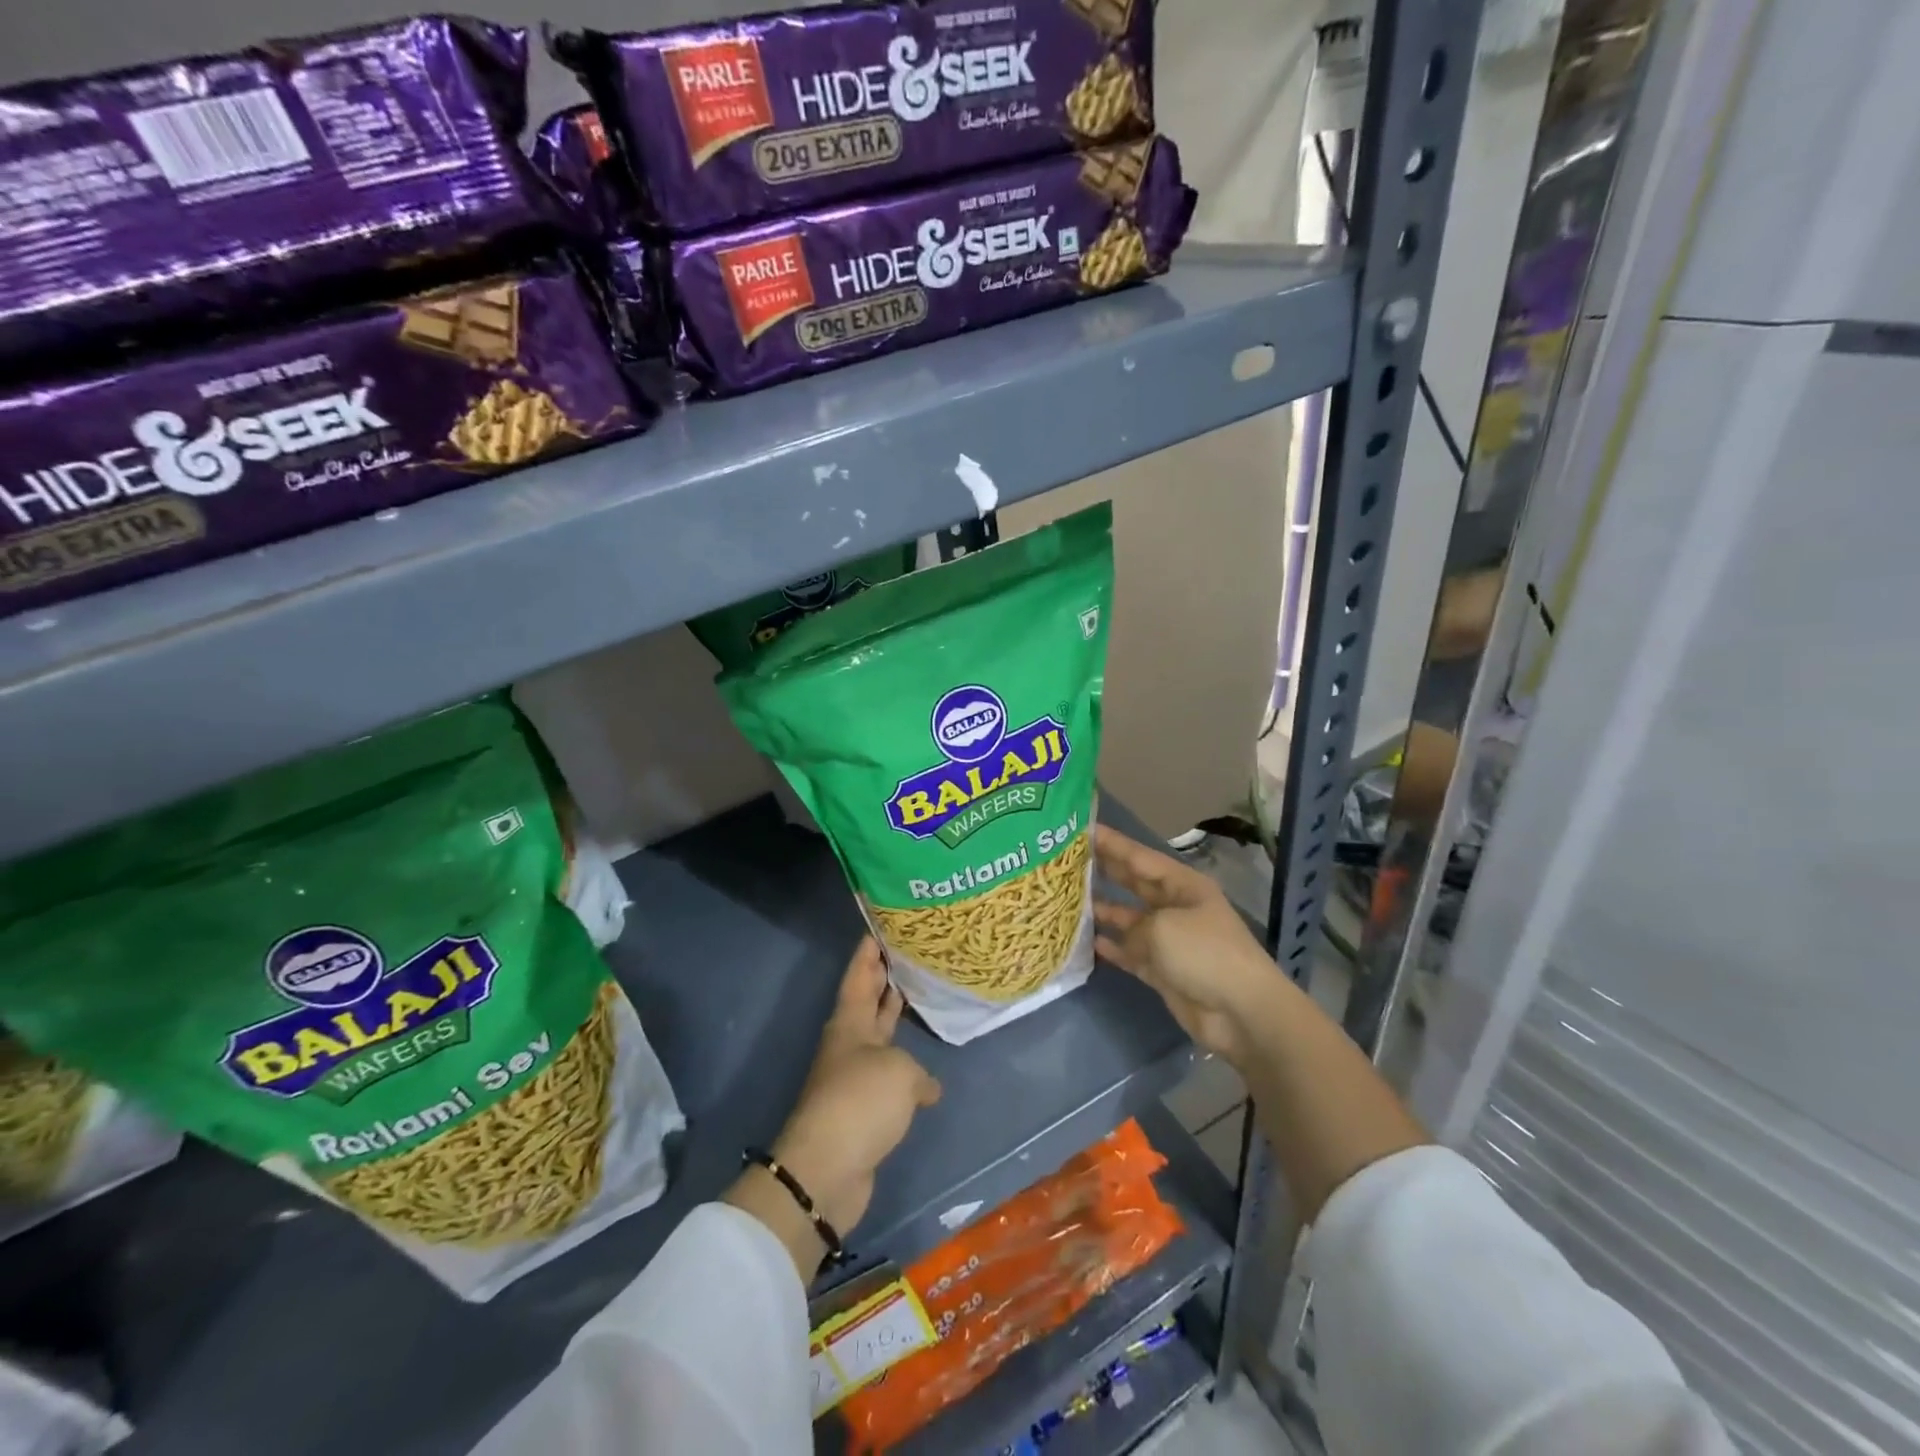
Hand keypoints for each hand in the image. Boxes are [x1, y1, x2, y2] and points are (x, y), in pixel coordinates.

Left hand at [726, 937, 940, 1279]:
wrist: (828, 1168)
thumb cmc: (861, 1101)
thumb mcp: (899, 1071)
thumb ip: (917, 1073)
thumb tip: (926, 1089)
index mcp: (850, 1023)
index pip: (858, 977)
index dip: (867, 953)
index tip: (877, 929)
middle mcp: (849, 1045)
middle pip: (865, 1003)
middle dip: (881, 979)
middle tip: (902, 954)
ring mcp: (855, 1077)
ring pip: (877, 1037)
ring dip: (891, 1019)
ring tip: (914, 997)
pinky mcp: (864, 1110)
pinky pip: (888, 1075)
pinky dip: (906, 1068)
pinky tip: (928, 1075)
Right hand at [1092, 824, 1290, 1067]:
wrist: (1242, 1012)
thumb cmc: (1205, 954)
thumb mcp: (1162, 928)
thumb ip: (1132, 925)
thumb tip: (1119, 938)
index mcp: (1182, 885)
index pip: (1140, 857)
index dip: (1111, 843)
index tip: (1080, 829)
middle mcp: (1175, 907)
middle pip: (1134, 884)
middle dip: (1104, 871)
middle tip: (1067, 860)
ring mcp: (1170, 940)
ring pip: (1129, 919)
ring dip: (1103, 911)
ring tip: (1068, 901)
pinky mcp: (1164, 971)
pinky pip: (1131, 953)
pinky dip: (1112, 948)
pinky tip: (1088, 942)